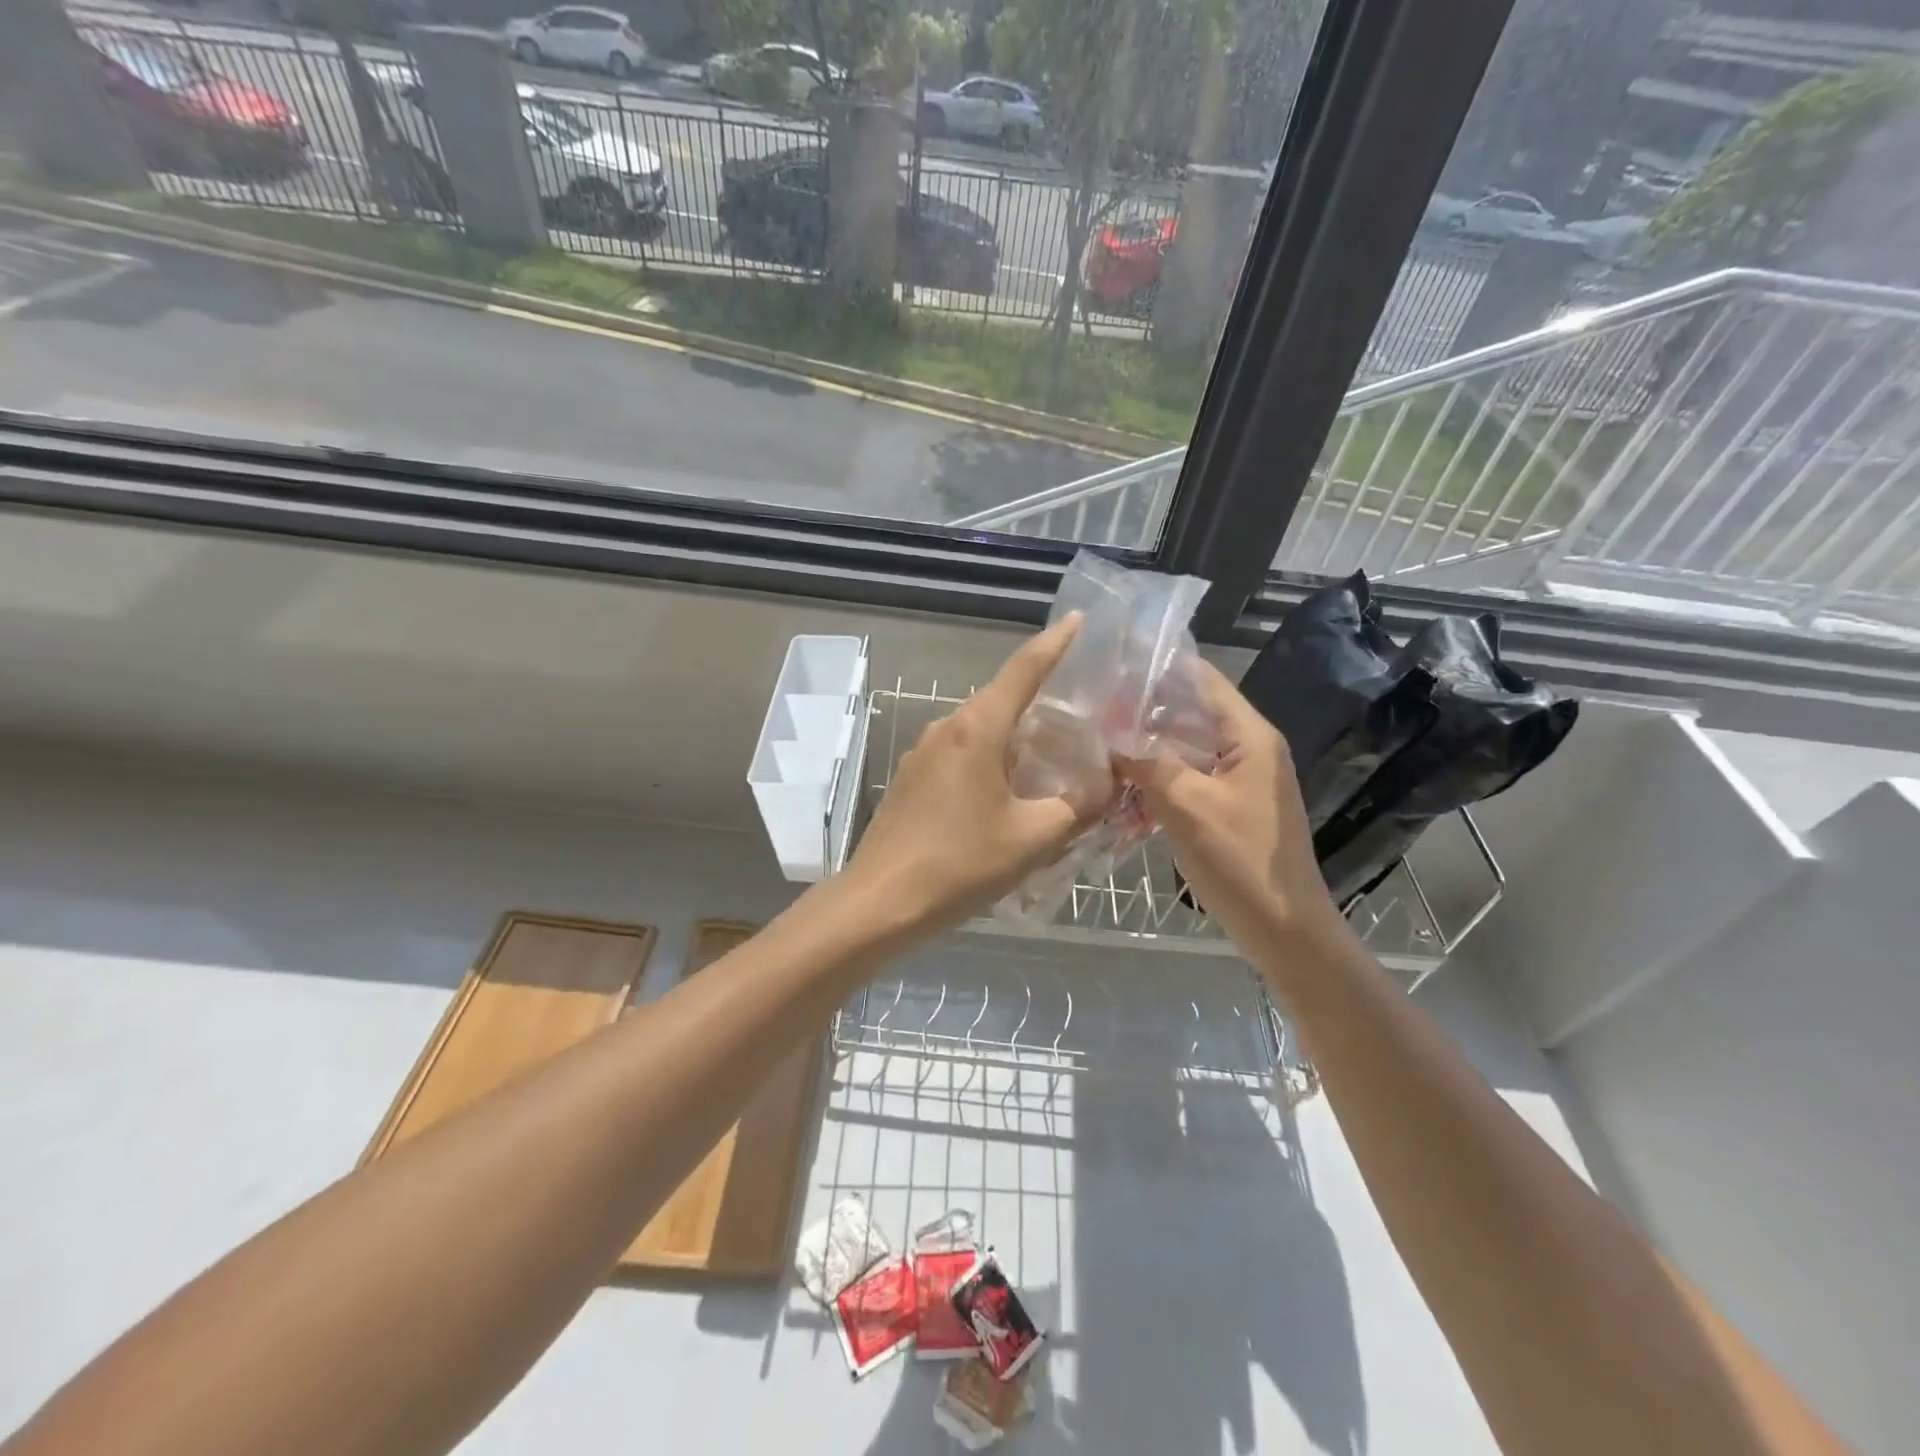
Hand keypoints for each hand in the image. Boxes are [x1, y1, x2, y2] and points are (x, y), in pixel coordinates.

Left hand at [846, 617, 1109, 932]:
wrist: (881, 902)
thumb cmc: (960, 864)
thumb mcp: (1034, 837)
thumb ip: (1078, 806)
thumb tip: (1107, 785)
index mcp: (977, 729)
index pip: (1024, 669)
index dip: (1056, 642)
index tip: (1079, 619)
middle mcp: (947, 728)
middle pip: (1002, 699)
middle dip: (1043, 700)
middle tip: (1085, 713)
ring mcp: (923, 753)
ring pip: (982, 730)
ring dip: (1017, 737)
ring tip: (1055, 758)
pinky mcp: (912, 779)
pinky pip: (961, 754)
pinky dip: (992, 759)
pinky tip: (1010, 791)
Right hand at [1116, 660, 1348, 968]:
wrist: (1283, 928)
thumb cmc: (1239, 859)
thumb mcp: (1186, 805)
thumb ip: (1147, 764)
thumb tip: (1109, 739)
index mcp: (1248, 737)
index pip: (1204, 680)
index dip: (1160, 670)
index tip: (1112, 668)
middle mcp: (1247, 749)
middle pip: (1191, 713)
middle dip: (1144, 712)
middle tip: (1094, 711)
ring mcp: (1239, 780)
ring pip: (1185, 749)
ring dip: (1147, 749)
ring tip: (1099, 745)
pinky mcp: (1229, 806)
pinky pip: (1189, 779)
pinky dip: (1158, 780)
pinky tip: (1123, 789)